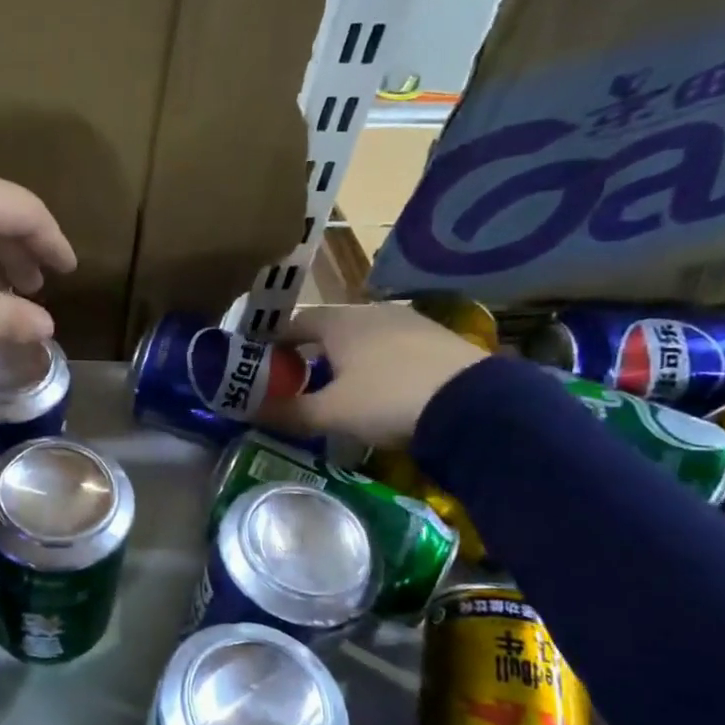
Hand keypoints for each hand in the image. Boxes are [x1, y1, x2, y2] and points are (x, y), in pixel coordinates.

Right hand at [261, 303, 487, 446]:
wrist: (474, 405)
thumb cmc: (386, 400)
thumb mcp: (330, 413)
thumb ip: (288, 411)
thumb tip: (249, 411)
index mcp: (339, 321)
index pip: (294, 323)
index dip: (274, 343)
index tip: (263, 365)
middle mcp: (371, 311)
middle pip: (329, 327)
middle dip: (310, 351)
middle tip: (299, 379)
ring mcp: (409, 321)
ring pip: (363, 336)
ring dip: (346, 357)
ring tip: (341, 387)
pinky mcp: (438, 338)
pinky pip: (393, 346)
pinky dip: (378, 362)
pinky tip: (383, 388)